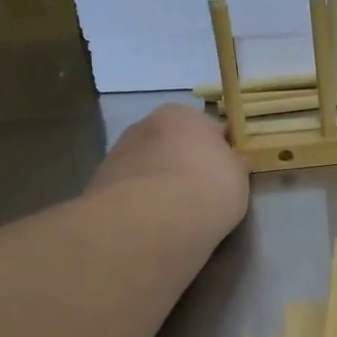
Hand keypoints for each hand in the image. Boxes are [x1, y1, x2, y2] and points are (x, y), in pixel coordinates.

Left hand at [89, 104, 248, 238]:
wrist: (156, 218)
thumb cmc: (209, 187)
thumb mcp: (238, 176)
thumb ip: (232, 165)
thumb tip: (233, 163)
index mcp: (181, 114)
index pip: (206, 128)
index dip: (218, 152)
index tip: (224, 175)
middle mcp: (145, 125)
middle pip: (171, 145)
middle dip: (182, 164)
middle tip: (198, 194)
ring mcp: (118, 153)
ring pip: (147, 167)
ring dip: (158, 183)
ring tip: (174, 214)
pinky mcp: (99, 183)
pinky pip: (129, 190)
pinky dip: (140, 202)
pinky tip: (152, 222)